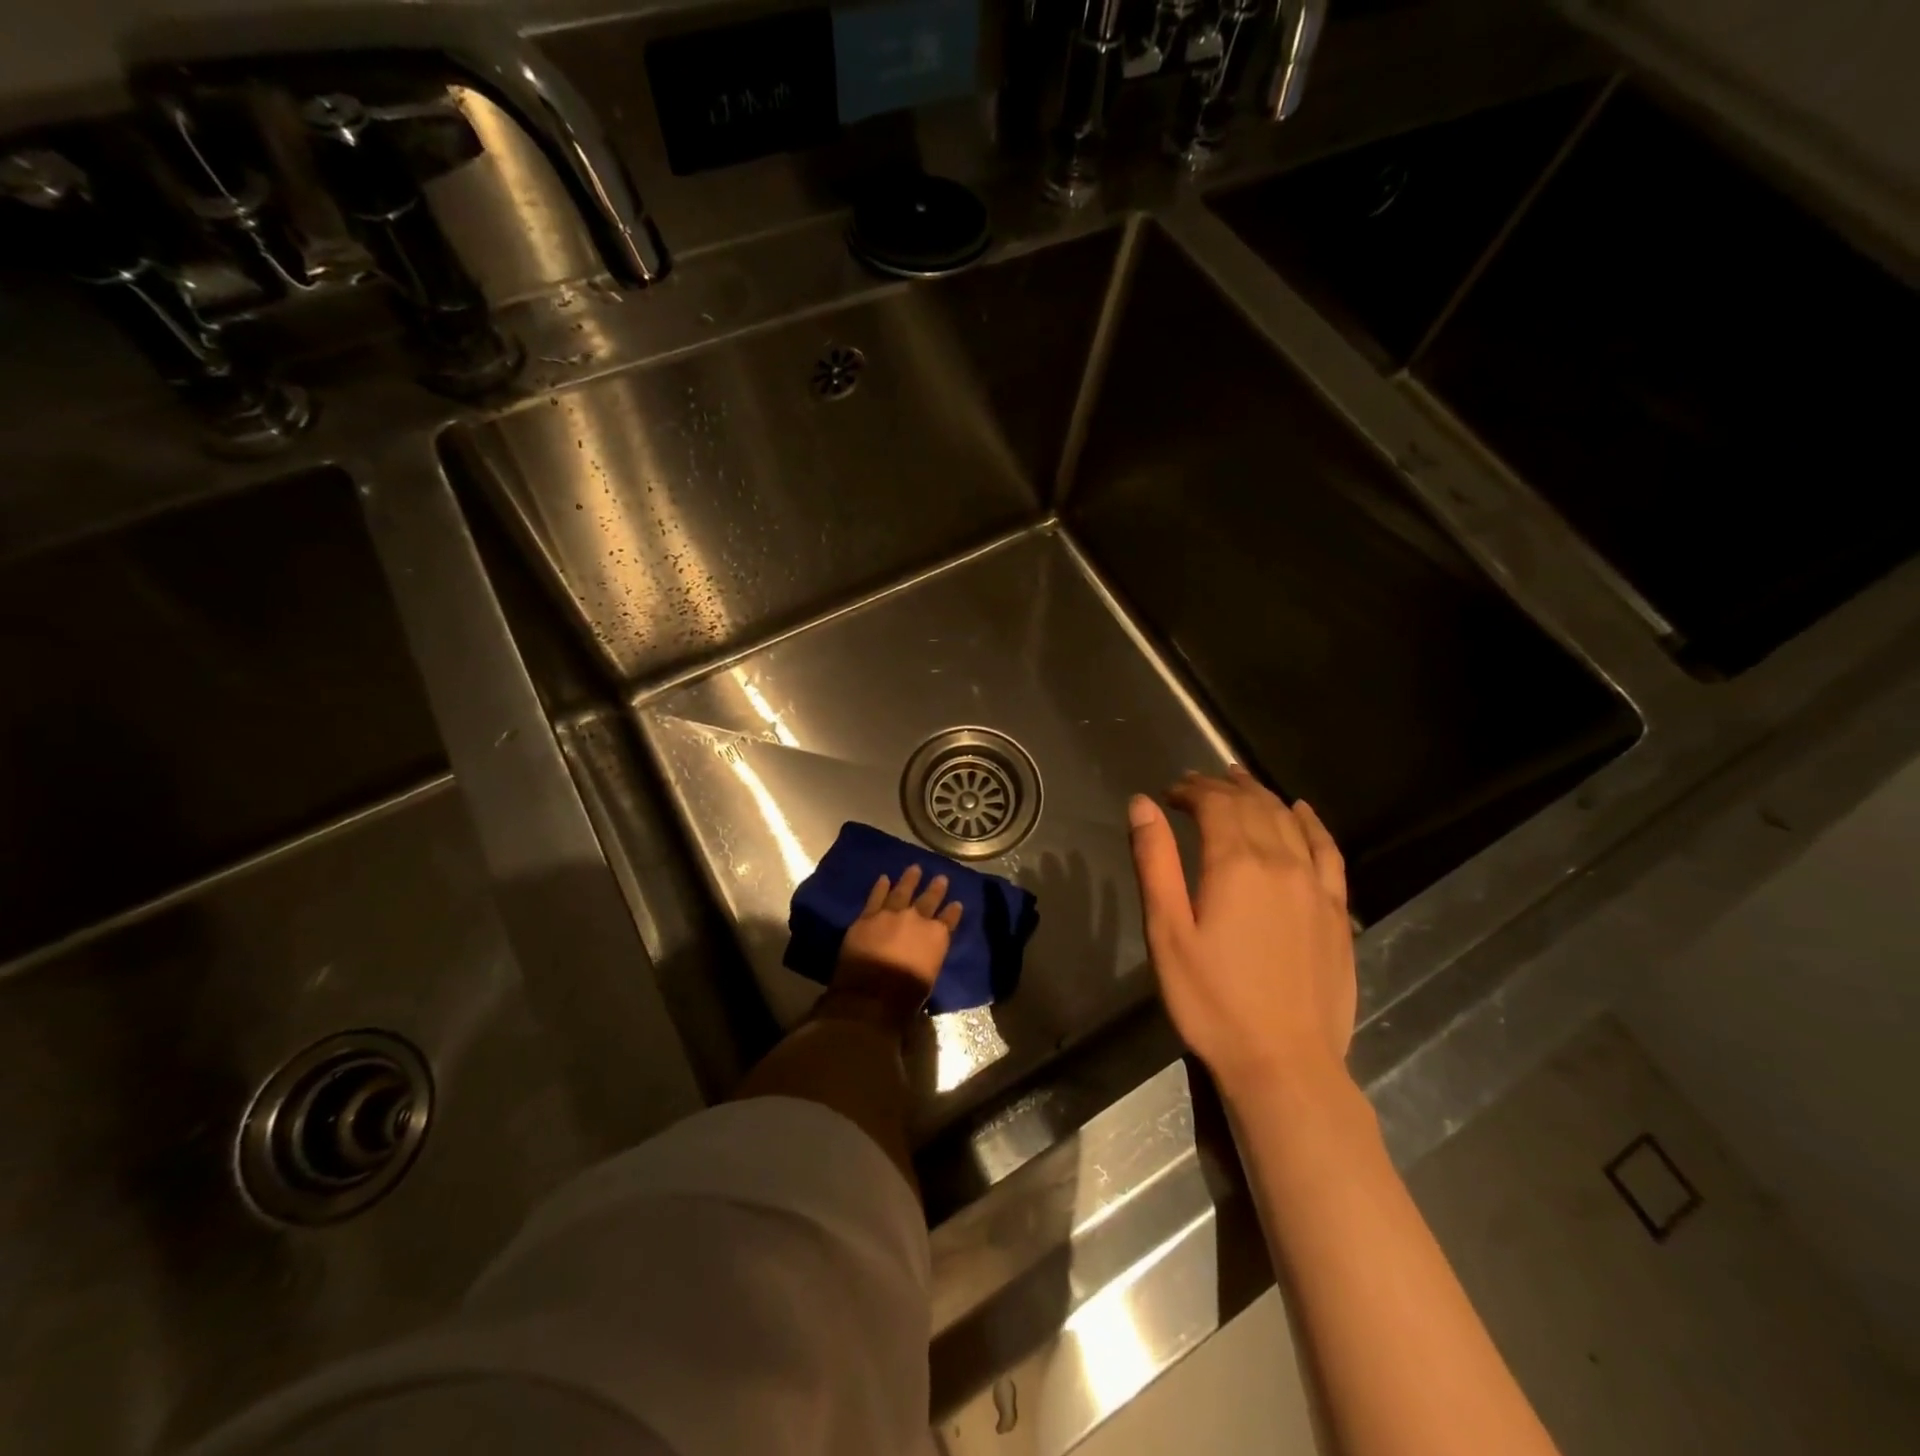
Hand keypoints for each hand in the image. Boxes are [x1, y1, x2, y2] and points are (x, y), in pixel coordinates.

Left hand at [827, 864, 962, 1028]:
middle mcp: (917, 919)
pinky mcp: (868, 916)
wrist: (873, 993)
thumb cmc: (907, 995)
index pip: (949, 920)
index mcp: (937, 936)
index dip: (953, 911)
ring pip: (902, 891)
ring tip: (915, 868)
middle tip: (941, 877)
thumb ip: (929, 958)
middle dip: (936, 888)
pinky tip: (884, 878)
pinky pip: (876, 897)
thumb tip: (924, 956)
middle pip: (929, 900)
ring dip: (909, 879)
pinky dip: (880, 887)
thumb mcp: (929, 976)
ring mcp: (891, 914)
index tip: (957, 904)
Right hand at [1127, 767, 1356, 1099]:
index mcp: (1236, 864)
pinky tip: (1301, 812)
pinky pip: (1328, 850)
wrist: (1283, 1062)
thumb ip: (1155, 861)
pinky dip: (1312, 823)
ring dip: (1261, 795)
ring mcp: (1316, 885)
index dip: (1191, 791)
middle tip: (1196, 783)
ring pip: (1288, 820)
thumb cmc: (1211, 999)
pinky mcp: (1337, 910)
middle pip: (1252, 806)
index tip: (1169, 793)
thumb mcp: (1166, 931)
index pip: (1215, 805)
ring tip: (1239, 780)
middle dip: (1221, 787)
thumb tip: (1142, 804)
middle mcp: (1281, 862)